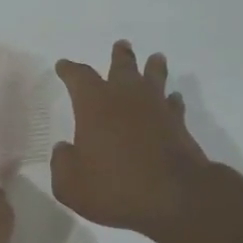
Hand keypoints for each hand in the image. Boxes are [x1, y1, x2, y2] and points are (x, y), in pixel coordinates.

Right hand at [51, 41, 212, 240]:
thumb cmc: (114, 188)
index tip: (63, 65)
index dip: (69, 70)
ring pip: (154, 78)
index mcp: (94, 105)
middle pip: (122, 68)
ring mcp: (156, 109)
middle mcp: (126, 98)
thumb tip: (64, 149)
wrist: (174, 198)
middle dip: (119, 56)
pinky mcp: (179, 126)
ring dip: (153, 68)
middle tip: (120, 45)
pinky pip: (174, 105)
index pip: (79, 77)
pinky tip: (172, 99)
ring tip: (155, 58)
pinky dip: (171, 100)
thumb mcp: (70, 184)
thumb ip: (62, 163)